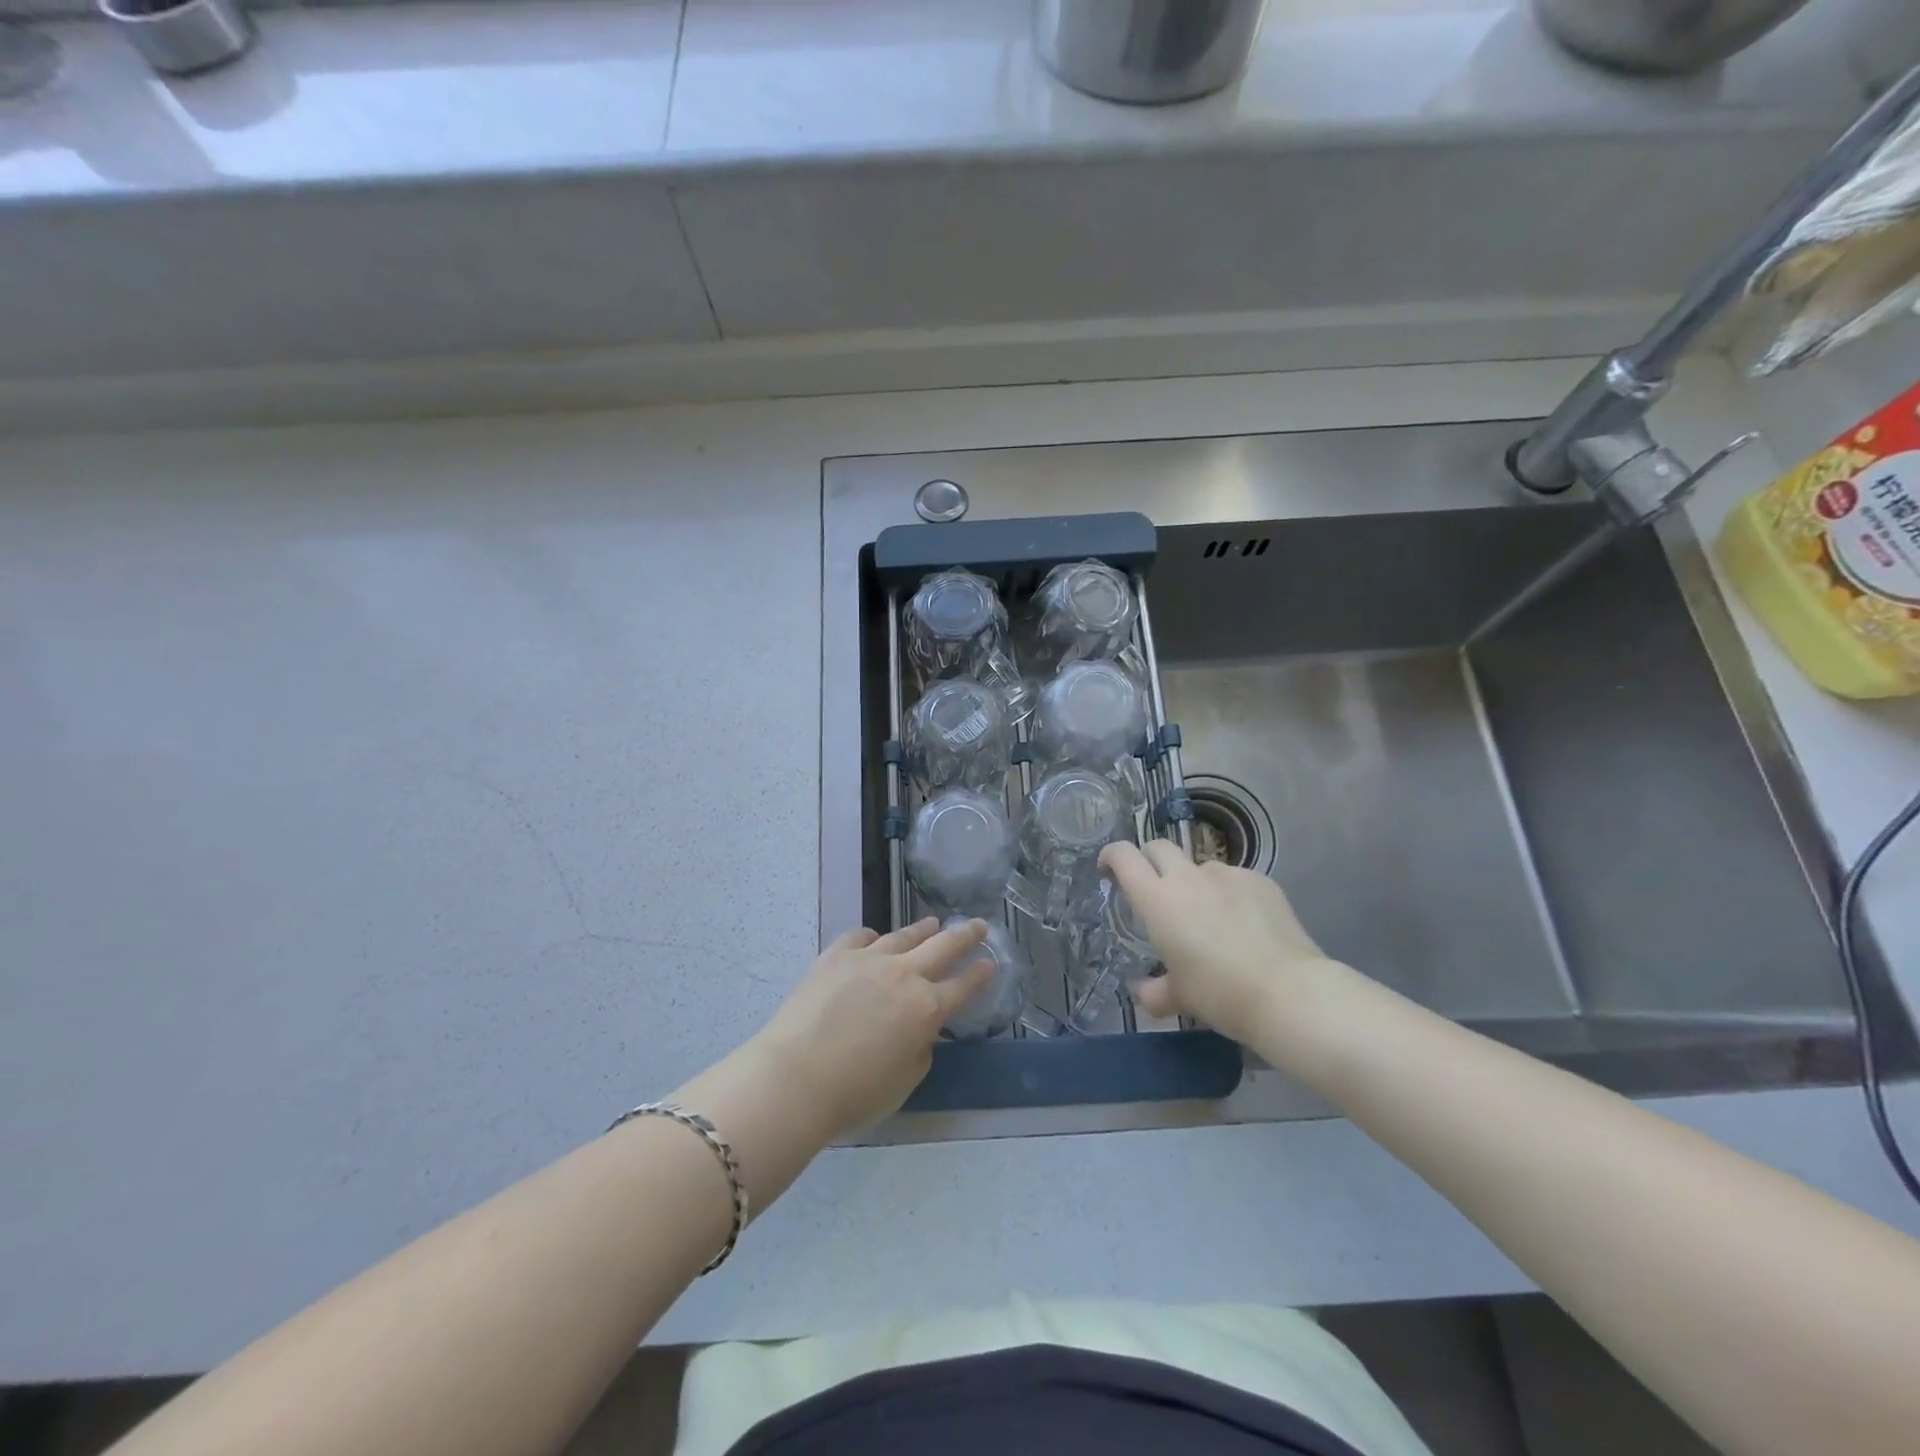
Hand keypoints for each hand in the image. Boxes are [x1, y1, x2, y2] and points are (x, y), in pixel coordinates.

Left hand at [753, 918, 992, 1135]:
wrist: (795, 1077)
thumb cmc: (854, 1093)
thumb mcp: (905, 1081)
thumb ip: (921, 1048)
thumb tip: (919, 1030)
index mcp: (926, 1009)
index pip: (963, 987)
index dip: (979, 975)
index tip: (990, 963)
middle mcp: (904, 975)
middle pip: (943, 947)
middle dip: (965, 935)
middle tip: (978, 925)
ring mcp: (869, 959)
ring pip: (903, 936)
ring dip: (922, 929)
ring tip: (933, 922)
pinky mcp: (836, 955)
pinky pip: (861, 937)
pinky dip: (873, 937)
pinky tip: (874, 937)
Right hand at [1100, 840, 1357, 1050]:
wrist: (1289, 993)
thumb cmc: (1220, 994)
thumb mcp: (1180, 998)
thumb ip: (1155, 991)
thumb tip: (1144, 991)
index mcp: (1158, 900)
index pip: (1124, 857)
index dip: (1111, 855)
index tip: (1108, 868)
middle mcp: (1188, 877)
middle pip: (1159, 847)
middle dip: (1150, 860)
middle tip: (1154, 888)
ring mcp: (1227, 874)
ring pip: (1200, 866)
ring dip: (1194, 883)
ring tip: (1210, 918)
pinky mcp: (1260, 880)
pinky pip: (1234, 880)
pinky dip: (1229, 894)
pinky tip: (1244, 924)